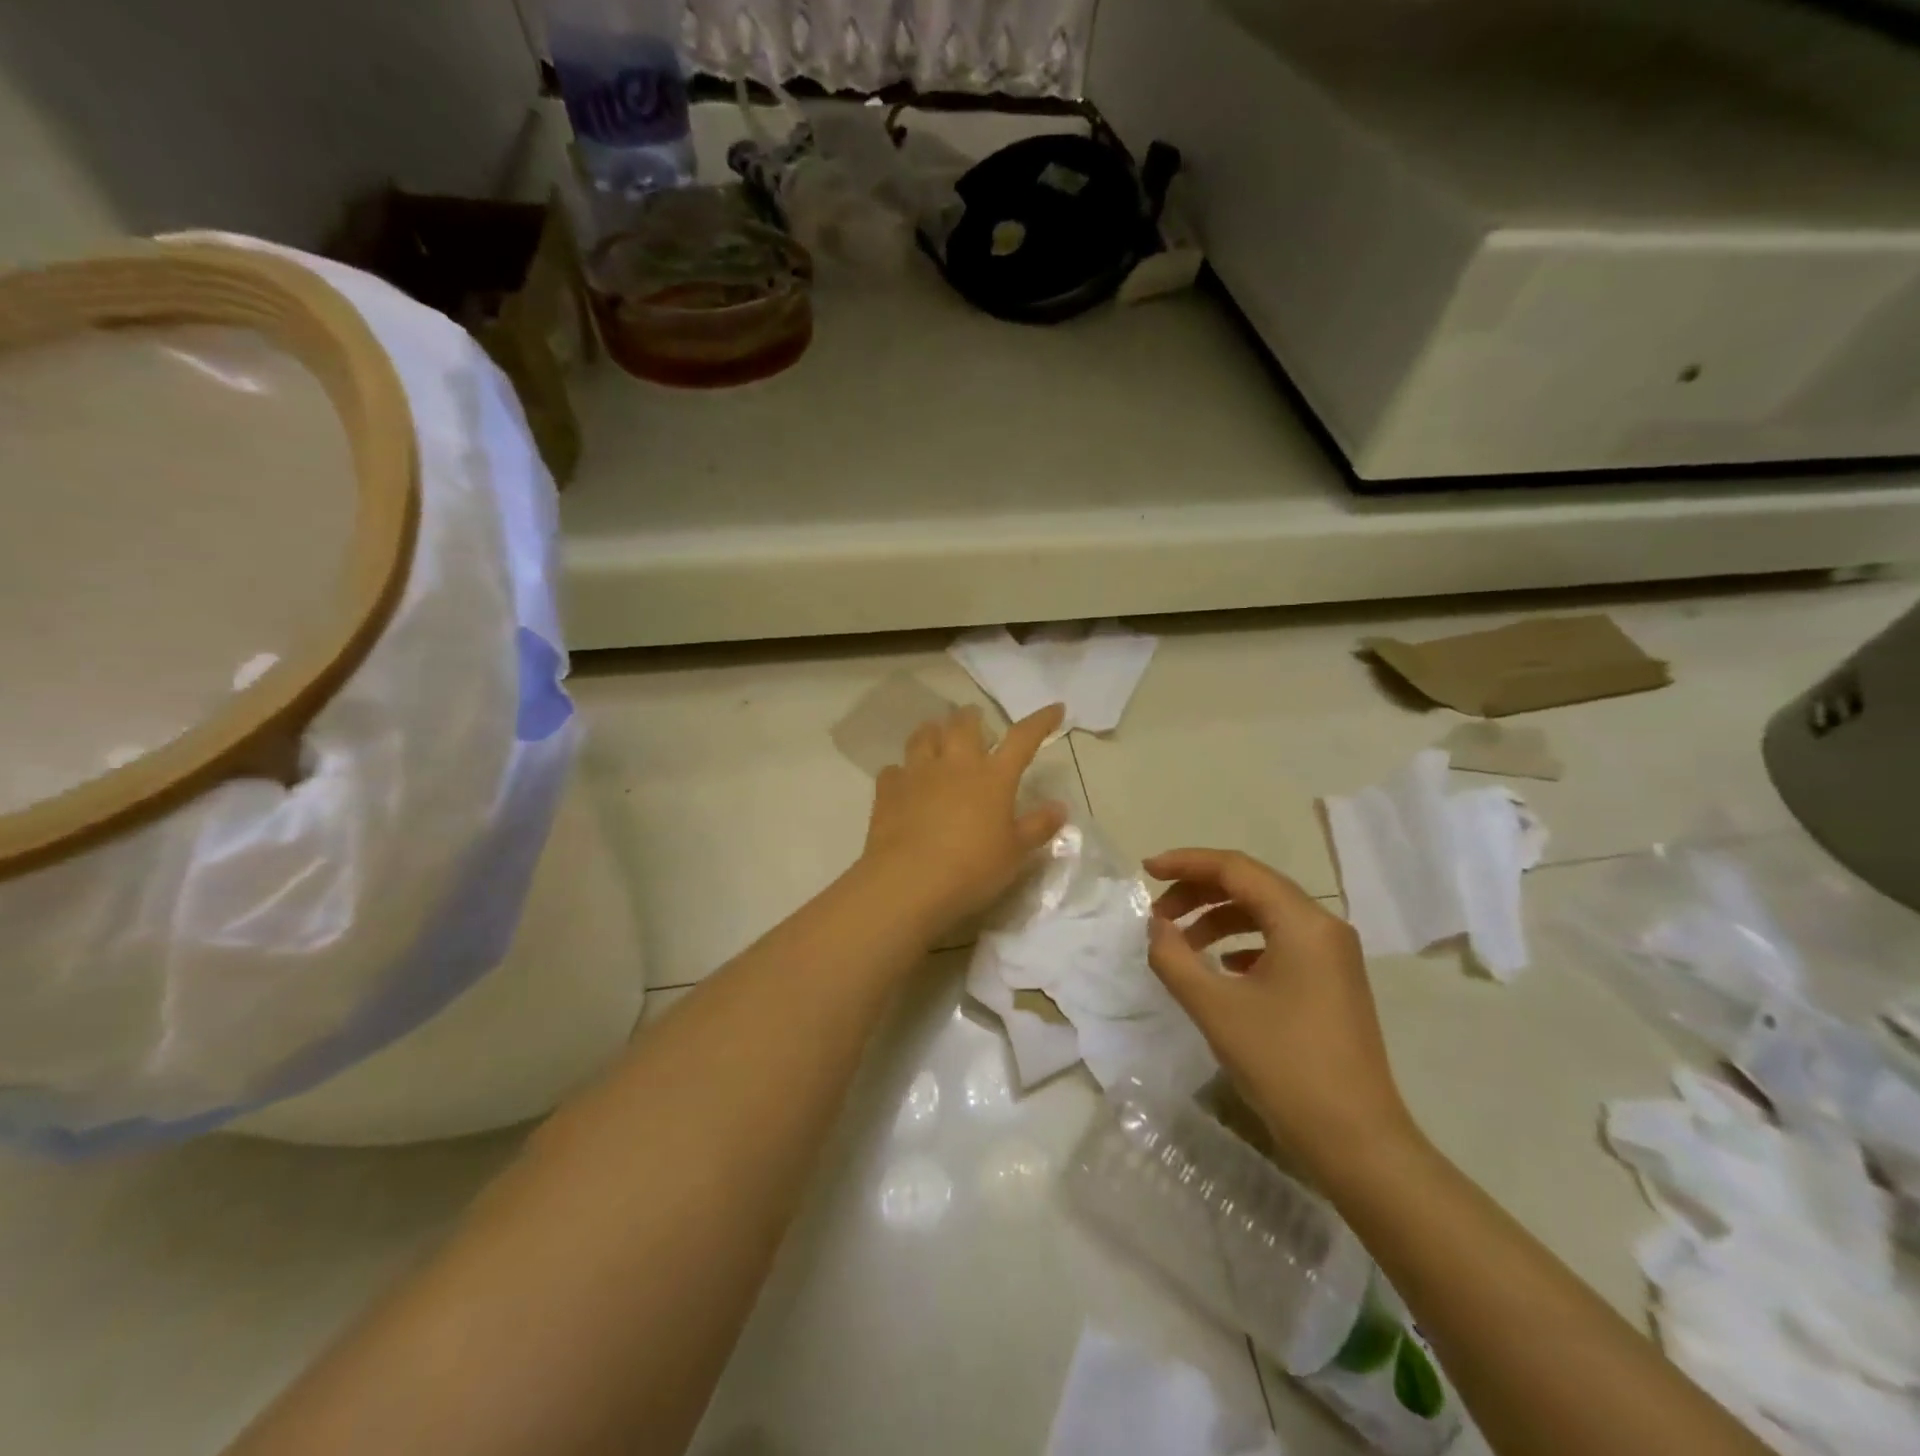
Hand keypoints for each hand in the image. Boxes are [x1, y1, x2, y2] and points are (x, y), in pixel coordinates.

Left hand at [861, 704, 1069, 933]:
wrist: (909, 882)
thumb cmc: (972, 868)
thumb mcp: (1014, 854)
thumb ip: (1037, 827)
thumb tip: (1059, 807)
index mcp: (993, 776)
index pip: (1022, 738)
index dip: (1040, 721)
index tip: (1055, 709)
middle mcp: (955, 764)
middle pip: (964, 724)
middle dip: (972, 717)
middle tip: (976, 721)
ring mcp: (918, 773)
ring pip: (924, 736)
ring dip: (934, 732)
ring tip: (937, 736)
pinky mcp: (888, 791)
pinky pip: (894, 770)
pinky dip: (902, 771)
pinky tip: (904, 781)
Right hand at [1144, 848, 1419, 1180]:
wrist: (1356, 1141)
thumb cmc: (1283, 1066)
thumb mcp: (1215, 1008)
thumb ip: (1174, 957)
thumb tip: (1157, 927)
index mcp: (1302, 922)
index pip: (1236, 868)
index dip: (1186, 863)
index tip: (1145, 870)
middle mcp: (1323, 927)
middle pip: (1251, 885)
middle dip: (1198, 891)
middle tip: (1157, 914)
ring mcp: (1333, 955)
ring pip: (1265, 913)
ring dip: (1218, 917)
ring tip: (1181, 941)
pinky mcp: (1332, 981)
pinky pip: (1280, 941)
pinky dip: (1242, 942)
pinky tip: (1222, 966)